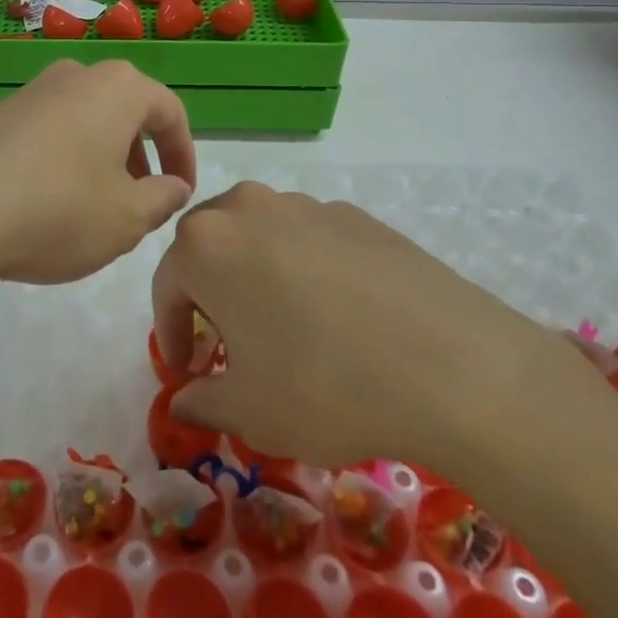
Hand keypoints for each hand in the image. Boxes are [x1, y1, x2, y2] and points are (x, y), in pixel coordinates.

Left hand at [0, 60, 196, 294]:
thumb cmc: (58, 208)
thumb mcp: (127, 218)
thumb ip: (162, 199)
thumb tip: (172, 186)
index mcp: (117, 89)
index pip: (169, 111)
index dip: (183, 154)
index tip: (182, 193)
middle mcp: (75, 76)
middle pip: (123, 111)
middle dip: (140, 156)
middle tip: (142, 201)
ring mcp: (29, 92)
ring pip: (83, 120)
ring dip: (100, 158)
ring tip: (95, 207)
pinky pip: (45, 133)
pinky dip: (61, 161)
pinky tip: (46, 204)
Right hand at [152, 183, 603, 483]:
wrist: (449, 363)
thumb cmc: (324, 385)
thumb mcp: (250, 411)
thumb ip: (204, 401)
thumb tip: (184, 401)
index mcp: (207, 245)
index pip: (167, 283)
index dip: (170, 331)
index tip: (188, 370)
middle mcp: (249, 209)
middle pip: (209, 245)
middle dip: (208, 292)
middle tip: (228, 342)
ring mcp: (306, 205)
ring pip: (259, 235)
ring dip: (255, 275)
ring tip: (284, 328)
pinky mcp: (354, 214)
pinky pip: (309, 238)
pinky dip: (304, 269)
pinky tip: (338, 315)